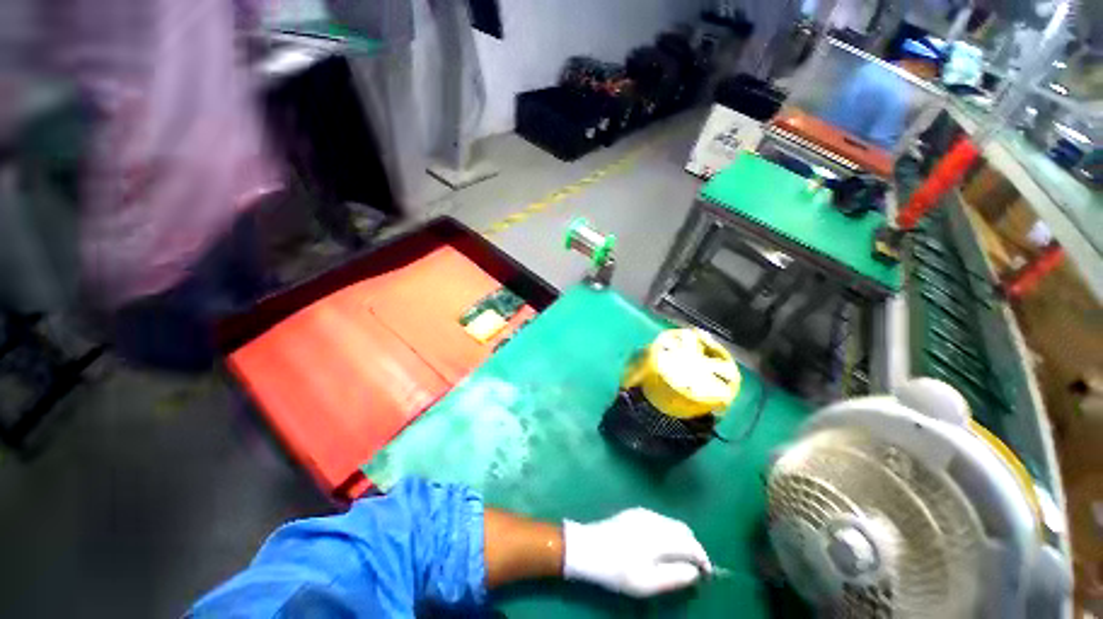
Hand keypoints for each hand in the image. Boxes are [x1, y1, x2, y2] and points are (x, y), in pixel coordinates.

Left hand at [562, 508, 712, 596]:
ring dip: (681, 539)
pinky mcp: (634, 512)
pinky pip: (660, 520)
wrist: (587, 548)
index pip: (691, 543)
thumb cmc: (618, 570)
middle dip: (693, 547)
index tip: (707, 575)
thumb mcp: (648, 583)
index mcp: (660, 535)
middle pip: (683, 530)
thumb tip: (695, 571)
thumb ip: (676, 577)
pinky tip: (662, 547)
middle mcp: (654, 518)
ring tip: (679, 560)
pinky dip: (669, 532)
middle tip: (694, 569)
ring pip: (672, 523)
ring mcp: (643, 512)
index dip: (703, 559)